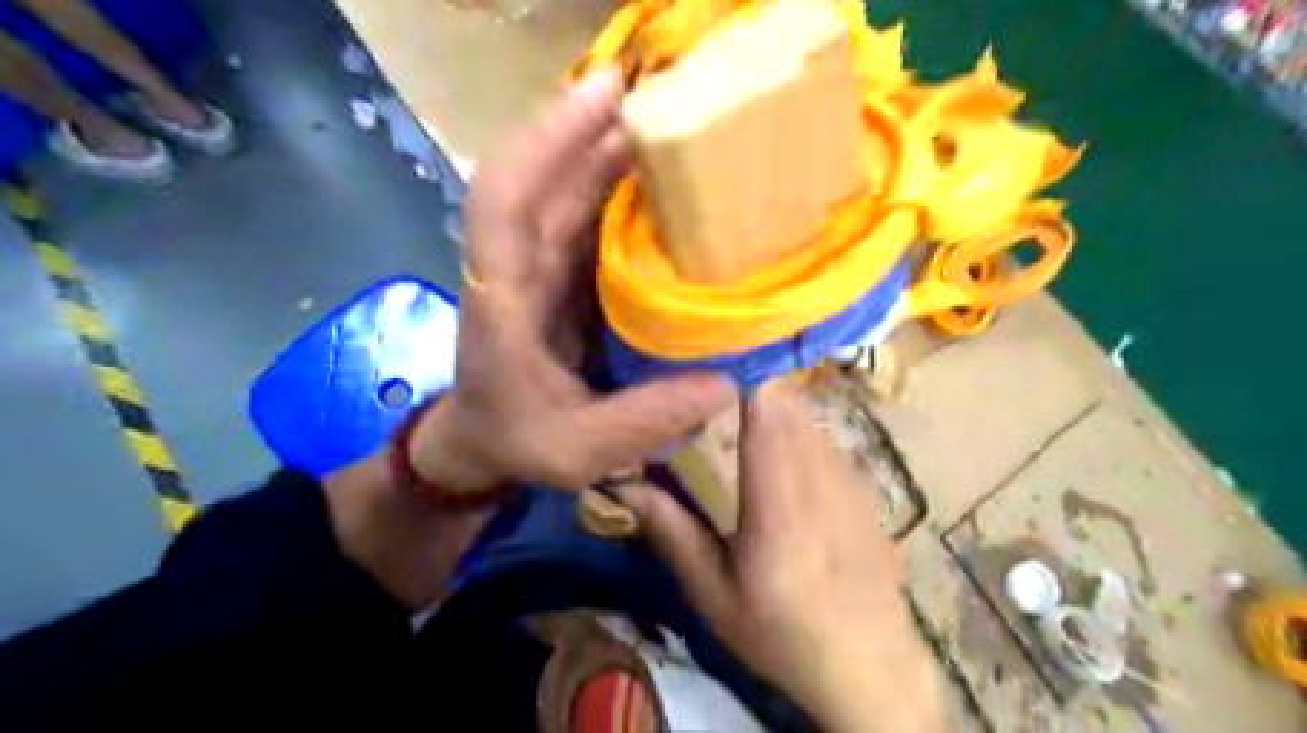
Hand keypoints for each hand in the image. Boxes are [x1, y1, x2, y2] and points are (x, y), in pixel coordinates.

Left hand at [327, 73, 732, 612]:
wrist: (485, 443)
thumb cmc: (518, 441)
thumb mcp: (579, 448)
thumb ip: (645, 420)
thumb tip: (726, 382)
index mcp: (503, 300)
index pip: (503, 198)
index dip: (546, 140)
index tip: (602, 98)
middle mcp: (518, 267)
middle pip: (548, 181)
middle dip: (599, 133)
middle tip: (672, 106)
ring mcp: (542, 267)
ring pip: (572, 194)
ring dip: (617, 158)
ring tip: (679, 135)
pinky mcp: (565, 275)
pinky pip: (592, 223)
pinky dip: (627, 199)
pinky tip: (672, 193)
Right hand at [620, 380, 946, 729]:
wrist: (871, 666)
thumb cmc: (782, 635)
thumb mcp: (714, 595)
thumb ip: (673, 533)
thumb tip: (624, 482)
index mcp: (778, 507)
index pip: (767, 415)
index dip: (741, 378)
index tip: (705, 364)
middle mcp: (819, 479)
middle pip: (787, 404)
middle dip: (749, 385)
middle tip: (710, 387)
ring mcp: (850, 479)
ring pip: (808, 416)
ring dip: (774, 404)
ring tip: (738, 411)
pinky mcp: (865, 486)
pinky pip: (826, 436)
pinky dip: (798, 427)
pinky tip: (780, 448)